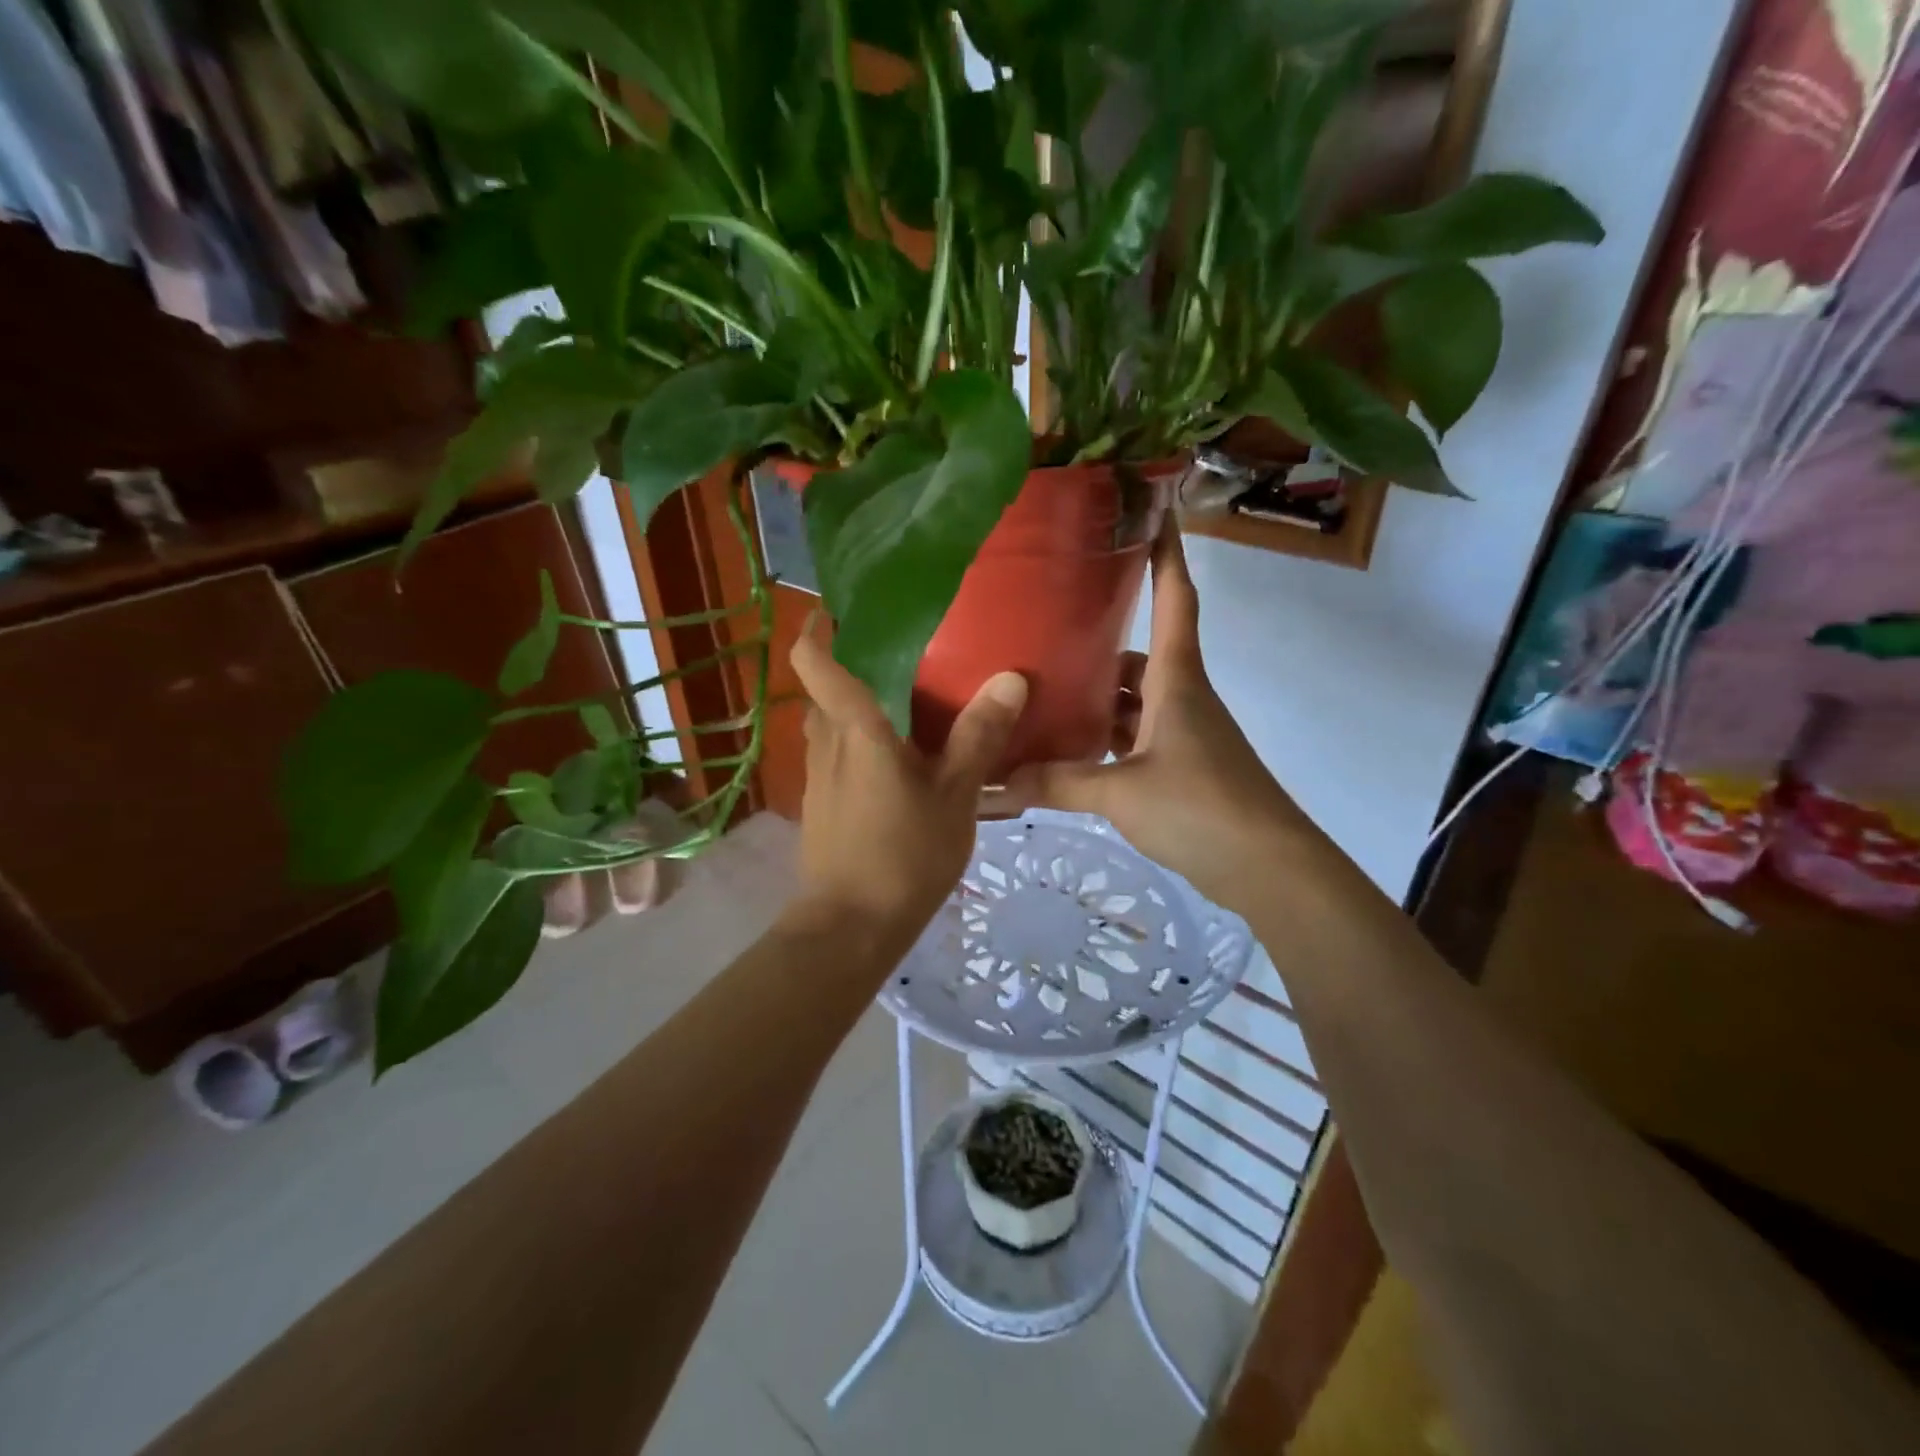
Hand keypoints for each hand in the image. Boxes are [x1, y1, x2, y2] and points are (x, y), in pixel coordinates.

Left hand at [787, 618, 1027, 942]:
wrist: (851, 927)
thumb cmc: (904, 854)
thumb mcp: (955, 795)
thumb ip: (979, 736)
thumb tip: (1010, 677)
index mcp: (854, 729)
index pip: (815, 661)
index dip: (817, 627)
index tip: (839, 605)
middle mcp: (826, 743)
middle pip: (825, 689)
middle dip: (851, 663)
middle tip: (900, 649)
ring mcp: (819, 776)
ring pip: (831, 724)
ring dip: (856, 705)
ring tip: (906, 698)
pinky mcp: (823, 804)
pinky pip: (837, 755)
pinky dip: (859, 741)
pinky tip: (898, 757)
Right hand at [996, 523, 1310, 909]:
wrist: (1270, 869)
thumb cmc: (1201, 807)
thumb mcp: (1119, 793)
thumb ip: (1057, 783)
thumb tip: (996, 782)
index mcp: (1175, 680)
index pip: (1174, 600)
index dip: (1166, 555)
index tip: (1154, 511)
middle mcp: (1181, 697)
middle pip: (1139, 655)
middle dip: (1098, 642)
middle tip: (1044, 633)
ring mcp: (1183, 735)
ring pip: (1133, 701)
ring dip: (1096, 698)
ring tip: (1043, 695)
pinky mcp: (1181, 769)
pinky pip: (1135, 739)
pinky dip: (1105, 740)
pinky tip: (1068, 752)